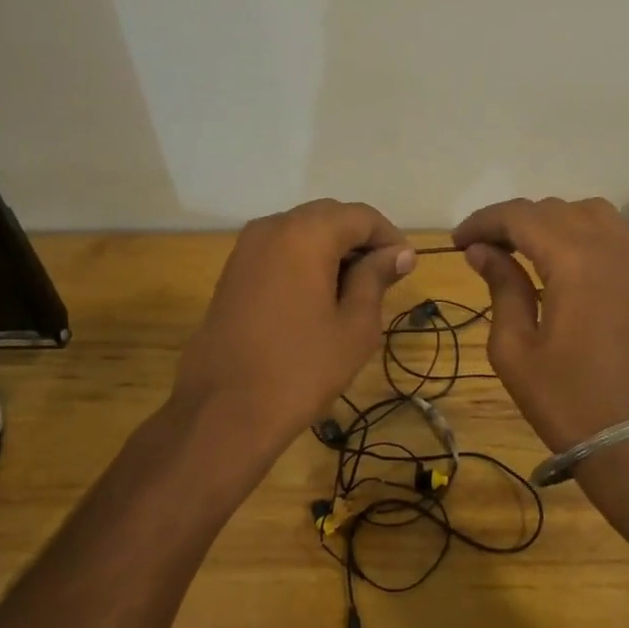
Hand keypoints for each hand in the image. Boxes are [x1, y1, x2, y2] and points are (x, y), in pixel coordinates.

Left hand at [171, 200, 412, 462]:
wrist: (223, 411)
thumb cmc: (300, 369)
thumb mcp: (355, 326)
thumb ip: (376, 279)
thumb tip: (399, 253)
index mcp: (307, 234)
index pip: (361, 216)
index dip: (389, 238)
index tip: (405, 269)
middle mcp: (273, 226)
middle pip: (330, 216)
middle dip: (360, 240)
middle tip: (383, 279)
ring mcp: (247, 247)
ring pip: (302, 230)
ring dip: (332, 249)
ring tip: (352, 290)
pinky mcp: (233, 270)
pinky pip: (280, 249)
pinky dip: (305, 260)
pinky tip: (317, 296)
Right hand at [452, 197, 628, 454]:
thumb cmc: (566, 400)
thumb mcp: (515, 348)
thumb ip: (501, 287)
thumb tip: (481, 250)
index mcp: (573, 260)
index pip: (520, 217)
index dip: (483, 222)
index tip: (457, 242)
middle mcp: (607, 246)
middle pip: (551, 209)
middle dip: (511, 221)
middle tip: (481, 249)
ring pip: (584, 211)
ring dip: (548, 220)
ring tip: (520, 248)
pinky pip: (609, 230)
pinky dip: (578, 229)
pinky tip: (559, 257)